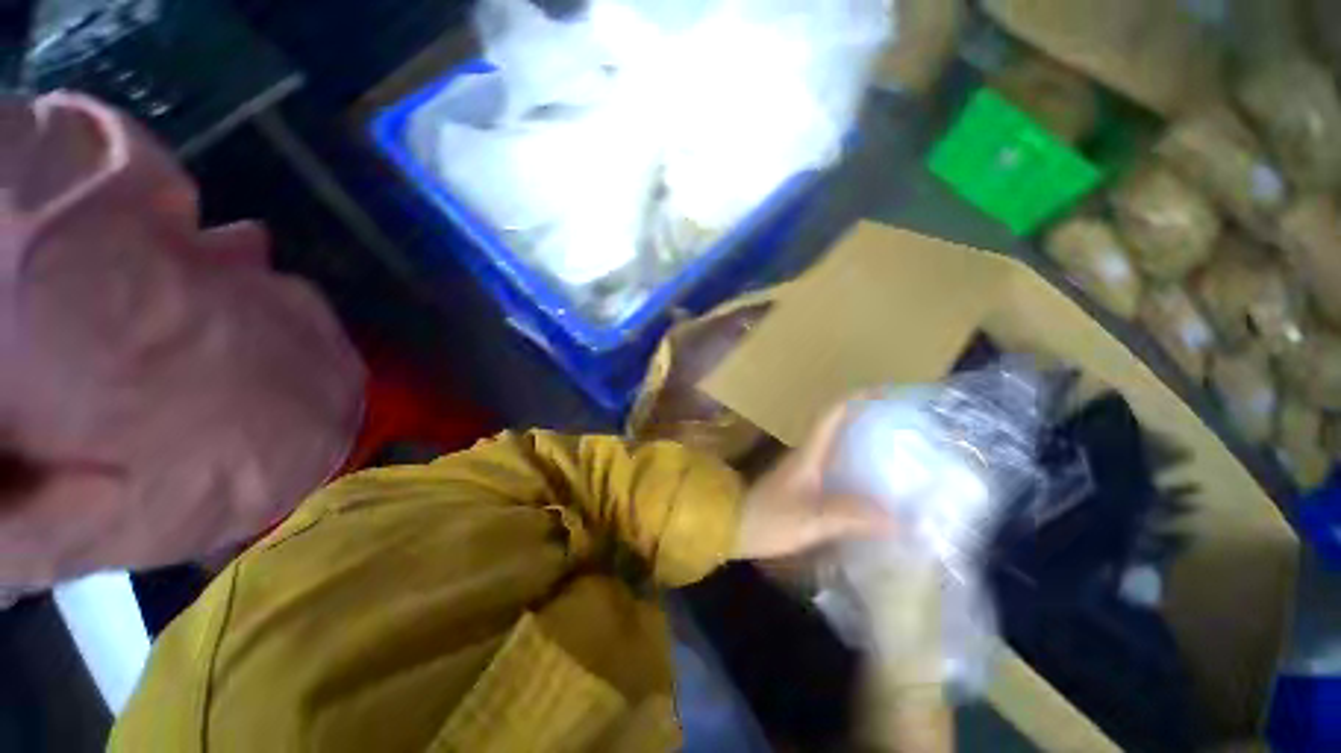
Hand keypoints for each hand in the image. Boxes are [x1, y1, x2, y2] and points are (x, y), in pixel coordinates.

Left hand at [733, 402, 896, 560]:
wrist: (733, 527)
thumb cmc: (768, 519)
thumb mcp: (810, 519)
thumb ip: (850, 517)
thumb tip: (896, 518)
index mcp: (808, 454)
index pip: (831, 415)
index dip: (855, 400)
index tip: (883, 393)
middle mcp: (806, 455)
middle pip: (836, 426)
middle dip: (865, 418)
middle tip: (898, 423)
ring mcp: (803, 469)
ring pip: (835, 446)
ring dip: (860, 441)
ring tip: (894, 448)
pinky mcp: (802, 486)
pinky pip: (834, 467)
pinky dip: (854, 467)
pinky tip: (872, 484)